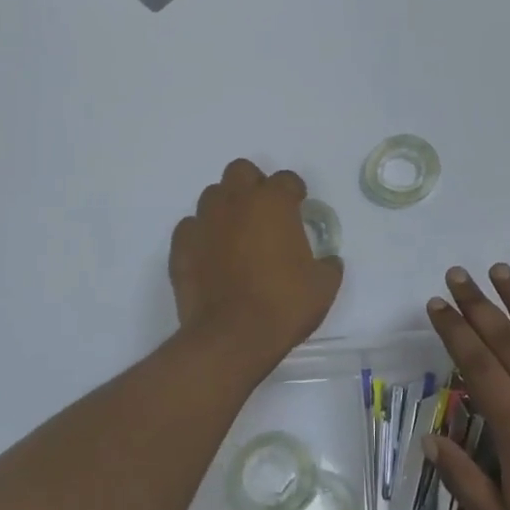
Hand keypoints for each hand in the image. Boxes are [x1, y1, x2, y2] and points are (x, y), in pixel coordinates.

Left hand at [170, 160, 342, 373]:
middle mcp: (235, 202)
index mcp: (273, 203)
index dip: (294, 192)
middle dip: (254, 185)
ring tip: (237, 233)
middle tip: (265, 212)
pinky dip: (203, 235)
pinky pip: (191, 227)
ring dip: (226, 207)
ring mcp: (204, 222)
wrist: (231, 337)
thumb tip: (328, 261)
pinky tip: (212, 254)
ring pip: (212, 195)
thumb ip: (327, 265)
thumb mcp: (323, 286)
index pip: (286, 179)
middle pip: (241, 172)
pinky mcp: (181, 246)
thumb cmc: (283, 304)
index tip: (299, 207)